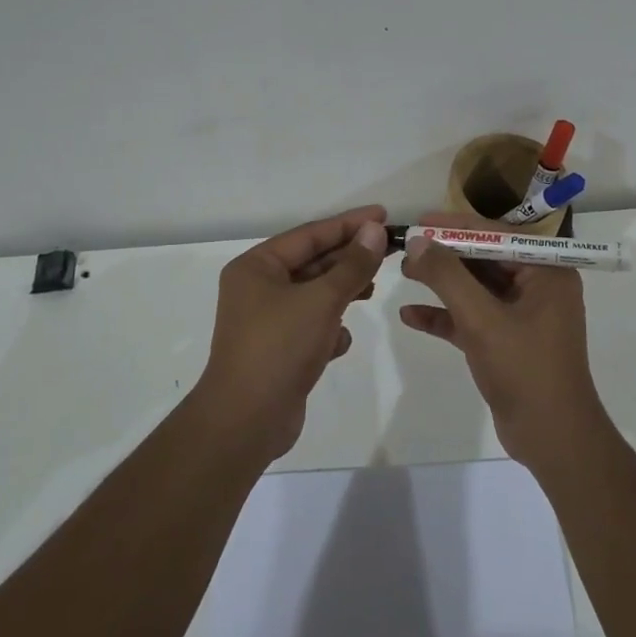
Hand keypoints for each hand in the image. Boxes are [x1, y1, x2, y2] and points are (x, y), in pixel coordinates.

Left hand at [197, 205, 388, 463]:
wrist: (245, 421)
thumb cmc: (279, 348)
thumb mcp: (322, 300)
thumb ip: (352, 265)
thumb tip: (374, 230)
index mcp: (257, 267)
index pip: (310, 234)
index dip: (349, 223)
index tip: (383, 215)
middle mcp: (258, 288)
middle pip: (312, 262)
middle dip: (349, 258)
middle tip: (389, 250)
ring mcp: (267, 321)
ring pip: (314, 295)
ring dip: (342, 292)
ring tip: (372, 289)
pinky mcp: (278, 350)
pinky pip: (310, 326)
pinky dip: (329, 329)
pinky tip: (340, 342)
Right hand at [398, 210, 609, 470]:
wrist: (552, 438)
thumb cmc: (524, 369)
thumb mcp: (481, 318)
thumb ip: (447, 276)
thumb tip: (418, 241)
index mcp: (547, 272)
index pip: (497, 235)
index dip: (456, 226)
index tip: (420, 220)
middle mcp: (538, 287)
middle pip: (485, 260)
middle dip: (445, 255)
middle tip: (406, 247)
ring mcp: (524, 316)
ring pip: (477, 289)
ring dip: (442, 283)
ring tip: (403, 273)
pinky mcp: (507, 342)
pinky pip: (473, 319)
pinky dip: (445, 316)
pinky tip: (410, 316)